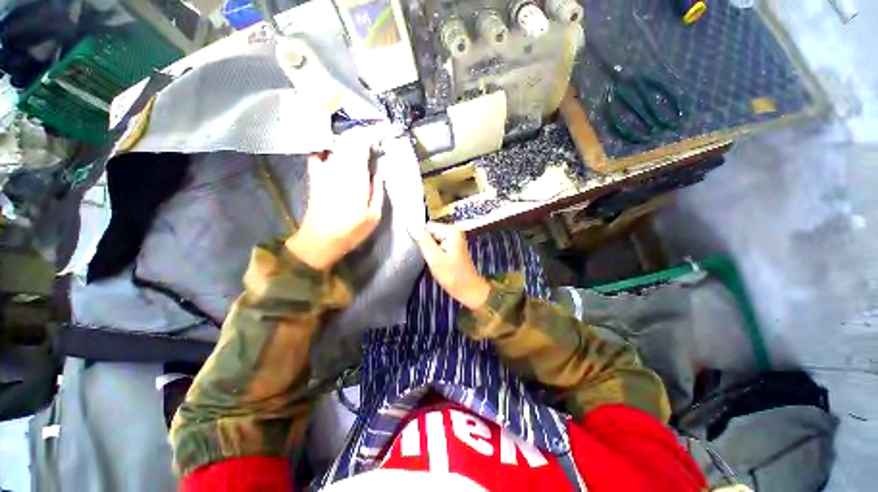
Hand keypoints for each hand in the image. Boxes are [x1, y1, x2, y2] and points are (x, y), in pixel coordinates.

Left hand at [286, 129, 384, 270]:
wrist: (320, 240)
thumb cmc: (352, 231)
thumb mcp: (374, 216)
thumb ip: (378, 191)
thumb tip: (379, 172)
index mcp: (356, 178)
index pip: (362, 146)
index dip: (372, 137)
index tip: (381, 135)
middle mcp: (338, 169)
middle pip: (349, 142)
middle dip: (362, 137)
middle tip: (372, 141)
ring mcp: (324, 171)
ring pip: (336, 146)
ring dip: (348, 142)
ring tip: (359, 145)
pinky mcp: (315, 176)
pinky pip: (319, 155)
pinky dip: (327, 150)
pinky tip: (334, 152)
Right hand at [410, 223, 490, 309]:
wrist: (469, 290)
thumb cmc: (453, 276)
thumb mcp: (435, 258)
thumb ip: (423, 241)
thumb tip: (410, 226)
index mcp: (451, 231)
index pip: (426, 227)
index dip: (420, 239)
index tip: (422, 252)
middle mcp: (453, 232)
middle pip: (429, 233)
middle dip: (425, 245)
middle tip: (430, 258)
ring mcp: (453, 239)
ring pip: (431, 241)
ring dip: (429, 250)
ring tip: (433, 262)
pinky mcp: (452, 248)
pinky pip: (436, 246)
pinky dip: (433, 254)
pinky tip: (436, 263)